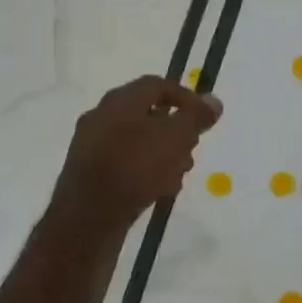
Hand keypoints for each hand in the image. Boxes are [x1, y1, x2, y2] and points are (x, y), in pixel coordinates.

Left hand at [51, 76, 223, 231]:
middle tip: (193, 148)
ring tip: (179, 174)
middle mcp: (101, 117)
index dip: (186, 97)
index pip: (157, 85)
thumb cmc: (135, 167)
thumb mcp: (175, 138)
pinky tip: (158, 190)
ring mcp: (91, 146)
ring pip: (136, 142)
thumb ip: (195, 117)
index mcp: (119, 100)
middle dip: (174, 130)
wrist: (88, 217)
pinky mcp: (88, 175)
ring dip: (161, 153)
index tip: (206, 117)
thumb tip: (213, 101)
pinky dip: (143, 171)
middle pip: (146, 114)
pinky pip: (123, 164)